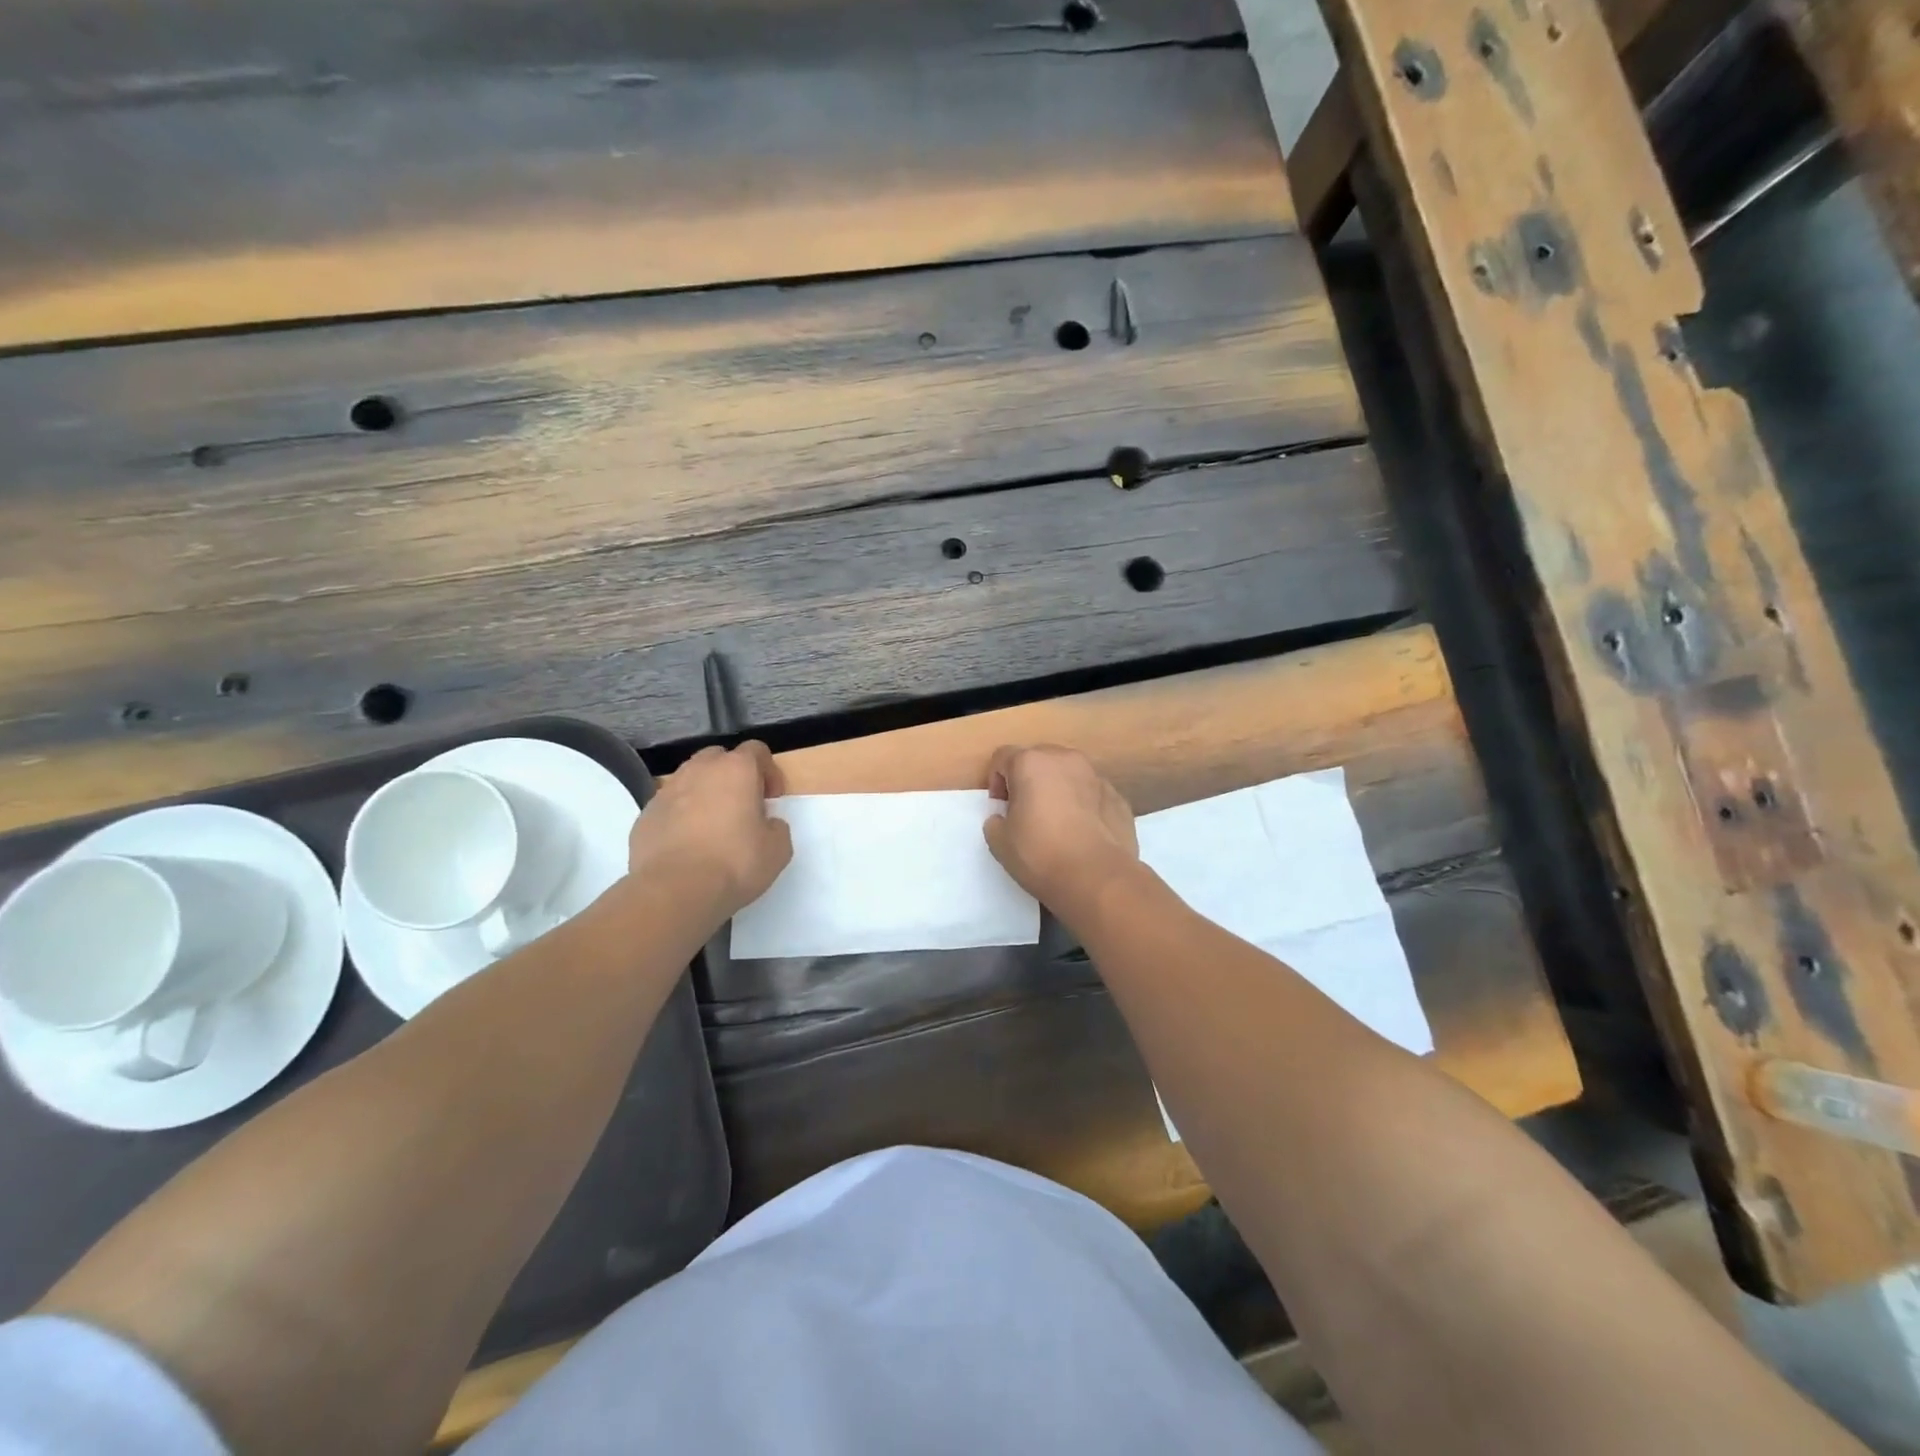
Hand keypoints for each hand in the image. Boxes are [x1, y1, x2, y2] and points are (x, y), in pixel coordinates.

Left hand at [628, 742, 792, 921]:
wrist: (674, 891)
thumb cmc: (735, 863)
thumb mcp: (778, 849)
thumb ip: (776, 827)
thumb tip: (766, 823)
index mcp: (736, 770)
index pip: (756, 750)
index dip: (769, 771)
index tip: (772, 798)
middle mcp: (699, 771)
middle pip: (719, 758)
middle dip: (732, 776)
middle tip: (742, 806)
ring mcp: (667, 791)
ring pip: (690, 779)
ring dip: (704, 793)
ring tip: (712, 826)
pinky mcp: (645, 816)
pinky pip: (669, 806)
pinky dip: (681, 816)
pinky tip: (687, 845)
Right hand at [983, 744, 1138, 920]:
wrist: (1097, 878)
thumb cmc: (1040, 854)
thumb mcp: (999, 842)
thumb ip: (995, 821)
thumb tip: (1003, 818)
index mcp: (1031, 763)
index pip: (1003, 757)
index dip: (996, 782)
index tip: (1001, 809)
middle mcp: (1065, 759)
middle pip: (1038, 760)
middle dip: (1029, 781)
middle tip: (1026, 814)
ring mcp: (1096, 776)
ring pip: (1068, 775)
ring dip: (1059, 790)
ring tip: (1057, 824)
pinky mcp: (1118, 797)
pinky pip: (1091, 794)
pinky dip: (1084, 806)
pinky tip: (1082, 834)